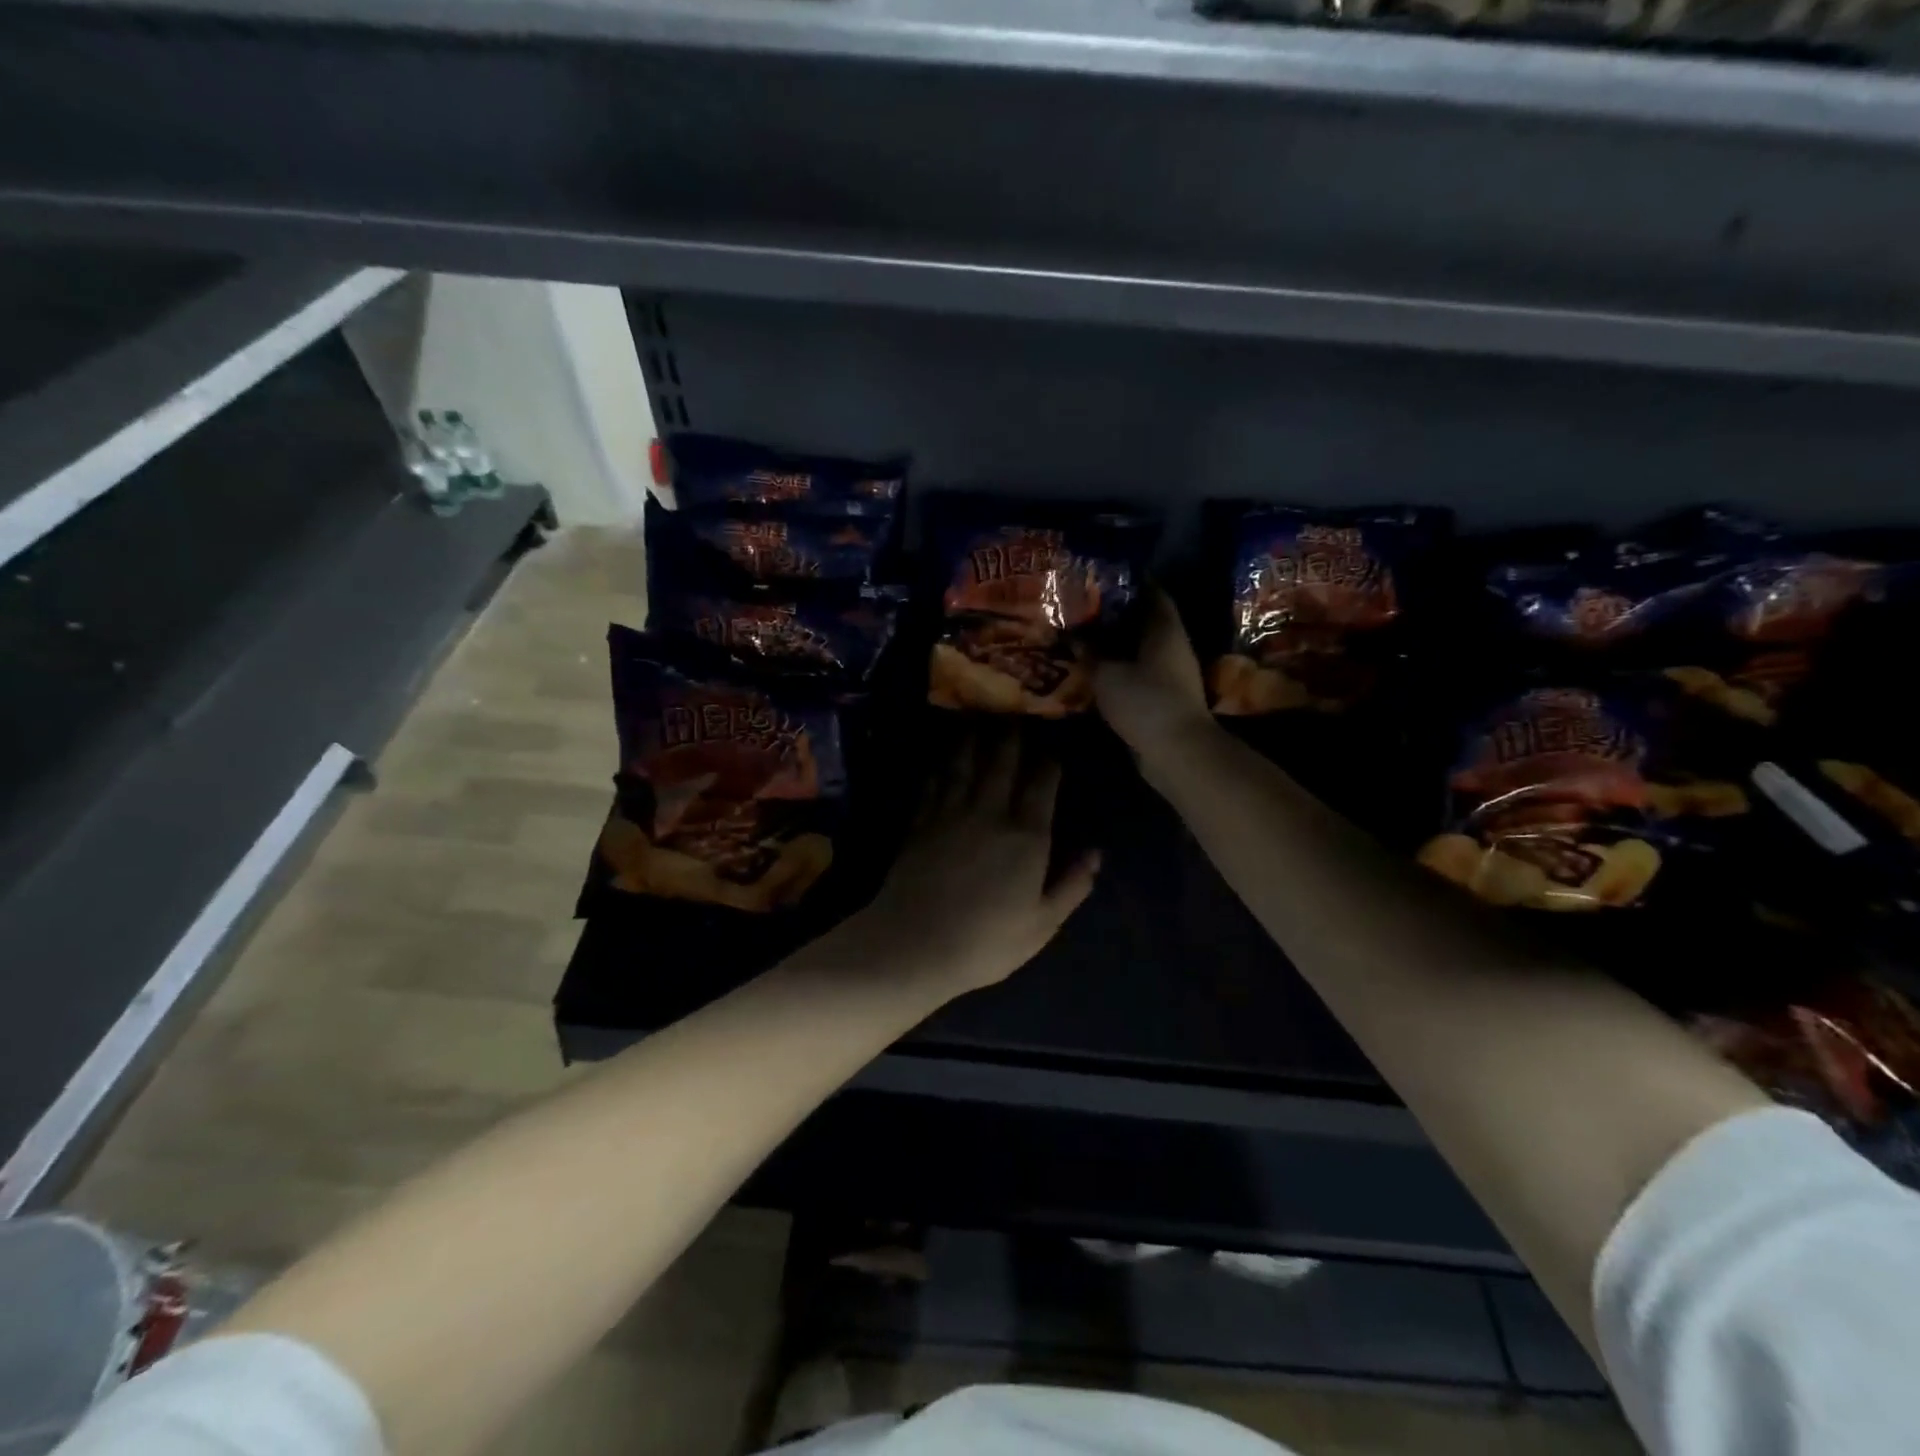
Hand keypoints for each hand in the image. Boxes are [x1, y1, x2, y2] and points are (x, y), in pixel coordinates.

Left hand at [850, 734, 1099, 999]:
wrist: (914, 945)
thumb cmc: (986, 942)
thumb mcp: (1042, 924)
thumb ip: (1072, 885)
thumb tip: (1096, 852)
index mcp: (1026, 836)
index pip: (1042, 783)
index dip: (1049, 760)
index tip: (1054, 741)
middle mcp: (989, 813)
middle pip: (1002, 761)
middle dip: (1012, 733)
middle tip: (1016, 710)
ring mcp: (949, 814)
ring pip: (964, 763)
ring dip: (973, 738)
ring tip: (978, 717)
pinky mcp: (919, 823)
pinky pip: (932, 783)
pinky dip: (939, 766)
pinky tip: (941, 757)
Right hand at [1094, 590, 1217, 770]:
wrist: (1176, 752)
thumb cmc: (1145, 701)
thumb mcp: (1107, 674)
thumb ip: (1090, 653)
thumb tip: (1075, 636)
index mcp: (1164, 629)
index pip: (1152, 592)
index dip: (1130, 581)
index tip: (1103, 576)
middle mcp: (1172, 647)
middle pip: (1145, 621)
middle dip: (1117, 614)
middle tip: (1084, 607)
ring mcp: (1171, 675)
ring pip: (1140, 650)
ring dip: (1116, 645)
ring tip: (1083, 637)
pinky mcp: (1163, 699)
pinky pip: (1138, 674)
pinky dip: (1119, 670)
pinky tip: (1094, 670)